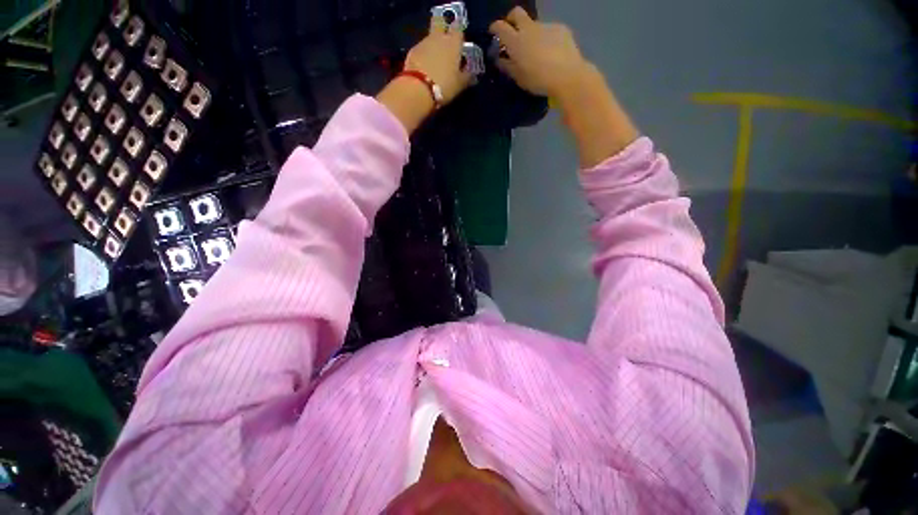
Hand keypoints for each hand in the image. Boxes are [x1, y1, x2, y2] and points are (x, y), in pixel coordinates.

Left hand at [403, 17, 472, 103]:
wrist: (418, 89)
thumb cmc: (444, 85)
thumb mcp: (460, 84)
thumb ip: (467, 77)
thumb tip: (473, 75)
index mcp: (453, 43)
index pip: (459, 30)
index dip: (459, 36)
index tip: (460, 45)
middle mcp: (439, 37)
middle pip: (440, 22)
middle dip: (443, 29)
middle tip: (445, 45)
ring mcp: (423, 42)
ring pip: (430, 37)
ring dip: (433, 46)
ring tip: (435, 63)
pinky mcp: (412, 51)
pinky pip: (421, 49)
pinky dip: (423, 55)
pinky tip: (425, 68)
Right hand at [489, 8, 589, 99]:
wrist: (567, 75)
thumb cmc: (538, 80)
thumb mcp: (519, 78)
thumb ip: (507, 66)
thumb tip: (500, 59)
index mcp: (516, 41)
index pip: (500, 26)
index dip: (494, 28)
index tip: (493, 33)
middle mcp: (529, 28)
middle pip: (517, 13)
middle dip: (512, 19)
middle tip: (513, 33)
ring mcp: (546, 26)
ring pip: (534, 24)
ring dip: (531, 34)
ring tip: (537, 51)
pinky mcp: (560, 28)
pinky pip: (549, 31)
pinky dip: (546, 39)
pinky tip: (551, 53)